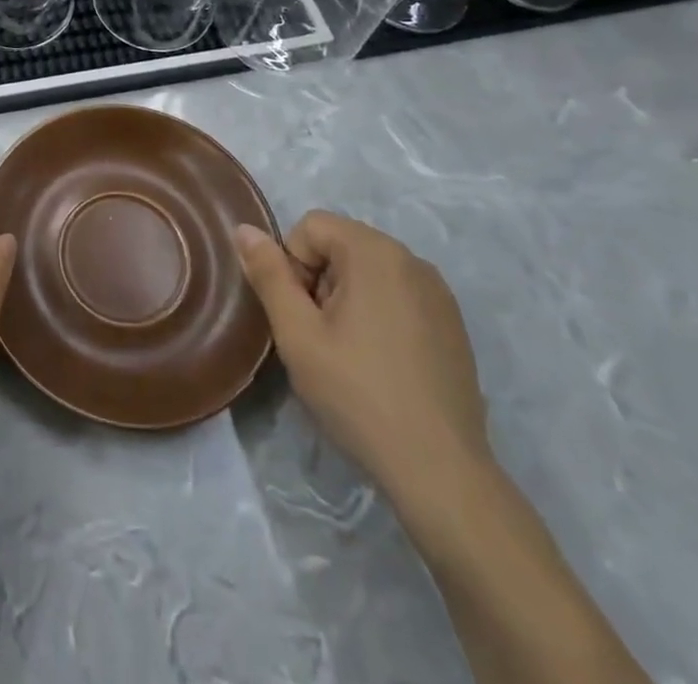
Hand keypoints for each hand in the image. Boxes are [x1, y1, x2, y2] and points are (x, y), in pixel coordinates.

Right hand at [234, 211, 487, 492]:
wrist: (440, 472)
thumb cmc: (358, 394)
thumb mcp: (297, 333)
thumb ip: (268, 274)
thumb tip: (244, 229)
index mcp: (376, 253)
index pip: (311, 227)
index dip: (292, 264)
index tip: (301, 315)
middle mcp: (413, 260)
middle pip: (341, 246)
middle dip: (319, 281)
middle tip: (320, 337)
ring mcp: (439, 294)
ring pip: (368, 272)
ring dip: (346, 299)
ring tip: (348, 354)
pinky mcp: (453, 325)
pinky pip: (397, 296)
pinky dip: (377, 315)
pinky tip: (379, 364)